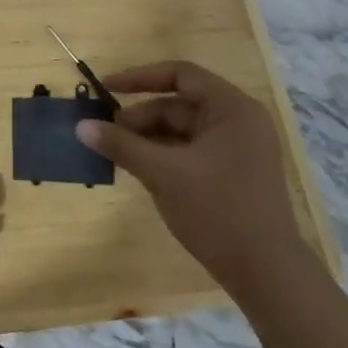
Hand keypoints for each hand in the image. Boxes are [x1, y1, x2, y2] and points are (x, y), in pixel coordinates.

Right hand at [75, 60, 304, 293]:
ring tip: (116, 155)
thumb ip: (121, 145)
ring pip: (181, 130)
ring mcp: (238, 148)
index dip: (139, 78)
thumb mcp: (163, 174)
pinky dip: (163, 156)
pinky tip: (139, 170)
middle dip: (139, 118)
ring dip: (147, 139)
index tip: (105, 88)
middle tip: (105, 136)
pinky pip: (190, 151)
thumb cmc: (217, 211)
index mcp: (232, 109)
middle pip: (178, 105)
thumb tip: (81, 126)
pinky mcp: (233, 173)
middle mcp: (238, 121)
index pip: (180, 75)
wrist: (266, 273)